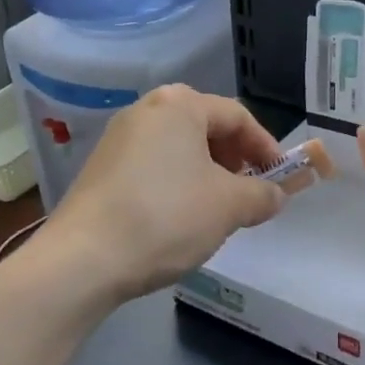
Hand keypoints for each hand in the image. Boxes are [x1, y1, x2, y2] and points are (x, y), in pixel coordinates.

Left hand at [43, 85, 286, 302]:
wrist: (83, 259)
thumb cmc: (166, 217)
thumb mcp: (228, 206)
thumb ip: (261, 195)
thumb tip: (276, 195)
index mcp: (179, 105)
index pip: (237, 116)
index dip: (266, 147)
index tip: (281, 179)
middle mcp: (146, 110)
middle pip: (206, 128)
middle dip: (235, 160)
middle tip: (250, 193)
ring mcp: (118, 139)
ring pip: (179, 149)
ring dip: (207, 174)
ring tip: (218, 210)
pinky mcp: (101, 169)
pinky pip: (153, 166)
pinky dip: (177, 184)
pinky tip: (180, 218)